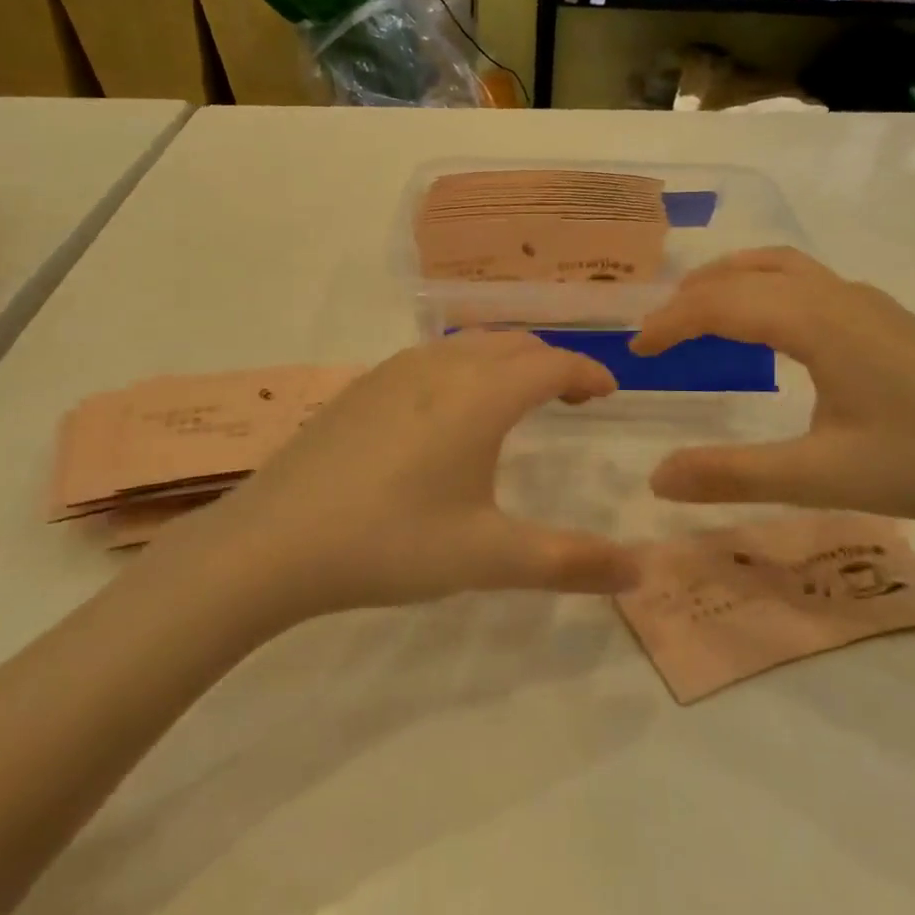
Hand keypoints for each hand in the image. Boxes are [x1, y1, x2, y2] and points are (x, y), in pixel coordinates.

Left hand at [153, 331, 641, 619]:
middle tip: (570, 398)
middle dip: (552, 362)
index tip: (608, 393)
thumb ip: (570, 562)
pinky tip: (448, 414)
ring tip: (517, 400)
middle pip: (514, 343)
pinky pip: (432, 358)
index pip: (554, 363)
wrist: (272, 542)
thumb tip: (641, 571)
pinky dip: (465, 369)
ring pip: (470, 345)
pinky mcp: (362, 386)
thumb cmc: (391, 543)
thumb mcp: (488, 557)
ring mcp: (395, 371)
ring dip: (506, 361)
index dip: (588, 373)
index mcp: (481, 395)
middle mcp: (442, 367)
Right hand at [631, 248, 914, 528]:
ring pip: (779, 266)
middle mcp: (836, 295)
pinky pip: (804, 280)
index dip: (670, 324)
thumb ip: (732, 475)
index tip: (636, 353)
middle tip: (657, 334)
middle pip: (745, 273)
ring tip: (697, 311)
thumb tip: (656, 480)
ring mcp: (865, 300)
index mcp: (816, 321)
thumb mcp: (819, 477)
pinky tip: (767, 327)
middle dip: (691, 297)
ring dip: (729, 281)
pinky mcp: (883, 317)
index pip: (721, 304)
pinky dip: (763, 287)